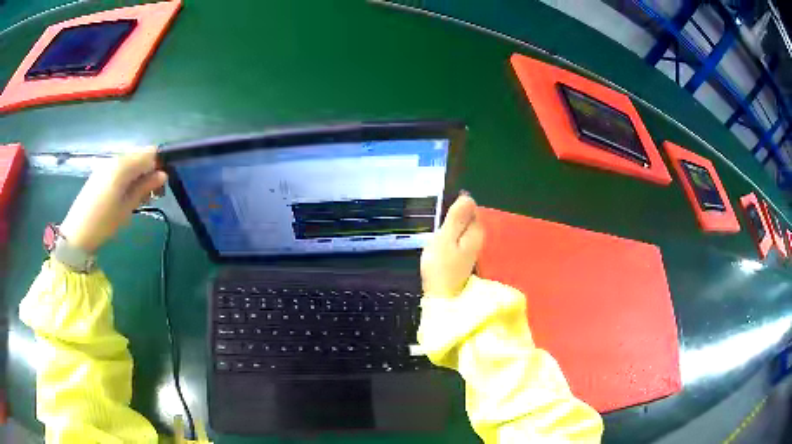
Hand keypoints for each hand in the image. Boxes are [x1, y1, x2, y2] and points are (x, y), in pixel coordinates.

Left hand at [59, 147, 167, 253]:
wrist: (77, 232)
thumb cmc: (104, 222)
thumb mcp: (128, 207)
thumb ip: (145, 188)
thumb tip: (163, 175)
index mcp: (123, 165)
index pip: (150, 153)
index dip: (159, 166)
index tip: (160, 186)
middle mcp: (115, 159)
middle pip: (140, 155)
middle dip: (149, 171)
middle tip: (151, 194)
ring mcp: (107, 164)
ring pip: (131, 162)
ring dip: (139, 175)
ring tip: (139, 198)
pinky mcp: (101, 172)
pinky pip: (120, 168)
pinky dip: (128, 177)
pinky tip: (125, 195)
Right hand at [420, 193, 484, 296]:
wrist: (442, 299)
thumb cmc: (440, 267)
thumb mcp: (445, 239)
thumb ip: (456, 218)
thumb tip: (468, 196)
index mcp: (475, 231)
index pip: (471, 207)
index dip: (455, 205)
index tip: (440, 211)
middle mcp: (478, 238)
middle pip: (468, 218)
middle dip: (454, 215)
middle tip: (436, 222)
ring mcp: (472, 250)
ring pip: (463, 229)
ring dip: (451, 226)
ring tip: (435, 231)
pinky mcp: (465, 258)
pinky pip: (459, 239)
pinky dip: (451, 238)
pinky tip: (440, 243)